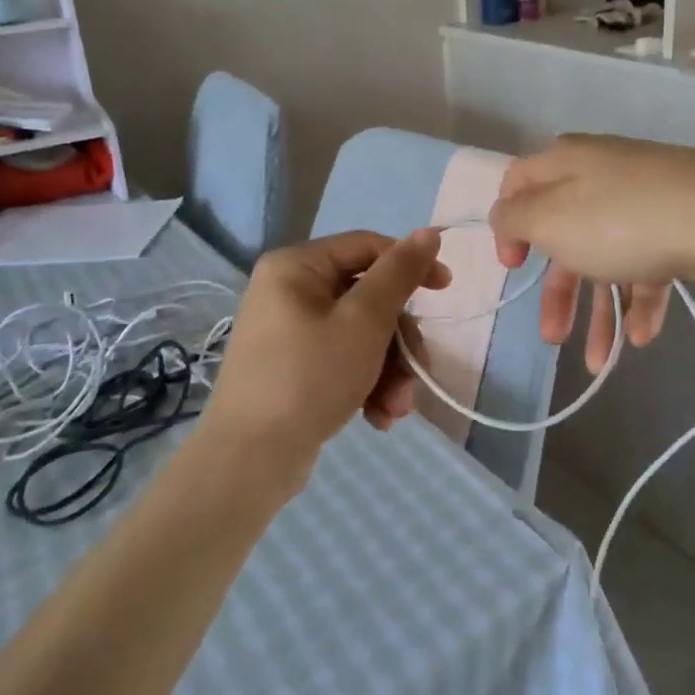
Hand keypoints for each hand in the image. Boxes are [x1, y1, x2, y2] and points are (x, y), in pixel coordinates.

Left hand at [198, 230, 448, 491]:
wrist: (249, 462)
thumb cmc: (309, 378)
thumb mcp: (364, 322)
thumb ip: (399, 274)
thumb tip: (428, 232)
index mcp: (297, 267)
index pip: (367, 247)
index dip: (410, 264)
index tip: (446, 289)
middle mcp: (289, 291)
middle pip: (367, 298)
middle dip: (399, 341)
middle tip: (417, 373)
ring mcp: (289, 332)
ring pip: (361, 335)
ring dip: (389, 371)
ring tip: (396, 409)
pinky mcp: (293, 368)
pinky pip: (342, 361)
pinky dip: (366, 385)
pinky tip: (378, 418)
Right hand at [488, 135, 694, 370]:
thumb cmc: (620, 220)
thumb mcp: (549, 220)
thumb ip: (514, 217)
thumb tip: (505, 215)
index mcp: (567, 163)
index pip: (520, 184)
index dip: (508, 226)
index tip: (514, 268)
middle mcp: (604, 175)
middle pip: (566, 234)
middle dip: (558, 293)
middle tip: (553, 338)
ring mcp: (648, 200)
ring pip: (609, 257)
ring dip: (600, 312)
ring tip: (601, 363)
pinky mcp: (683, 224)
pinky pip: (649, 264)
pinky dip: (640, 301)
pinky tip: (642, 336)